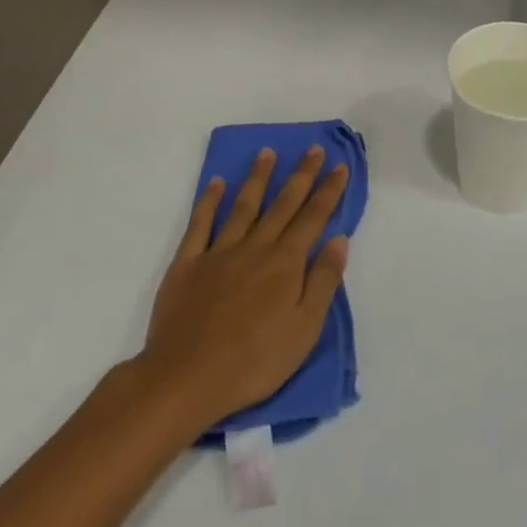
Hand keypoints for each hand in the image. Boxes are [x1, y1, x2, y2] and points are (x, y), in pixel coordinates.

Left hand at [140, 146, 349, 429]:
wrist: (187, 378)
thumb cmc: (255, 360)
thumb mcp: (305, 328)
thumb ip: (323, 280)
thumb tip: (338, 238)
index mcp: (286, 263)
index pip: (314, 218)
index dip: (329, 191)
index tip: (339, 166)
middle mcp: (255, 247)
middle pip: (283, 204)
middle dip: (301, 175)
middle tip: (312, 149)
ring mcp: (219, 252)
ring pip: (244, 206)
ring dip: (258, 178)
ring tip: (268, 153)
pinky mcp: (187, 264)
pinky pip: (200, 224)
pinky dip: (209, 201)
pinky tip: (216, 183)